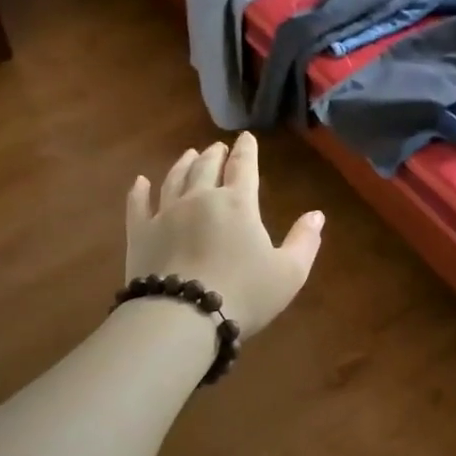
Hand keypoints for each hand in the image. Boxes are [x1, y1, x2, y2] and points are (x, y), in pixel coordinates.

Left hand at [125, 134, 324, 338]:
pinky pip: (138, 205)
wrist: (182, 317)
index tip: (246, 138)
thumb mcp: (289, 273)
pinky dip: (139, 191)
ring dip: (183, 164)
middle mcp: (200, 198)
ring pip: (174, 179)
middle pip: (207, 167)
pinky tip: (140, 182)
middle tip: (217, 147)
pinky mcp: (140, 233)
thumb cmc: (244, 294)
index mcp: (238, 204)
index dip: (247, 150)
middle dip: (215, 154)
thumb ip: (304, 241)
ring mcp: (166, 213)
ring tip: (189, 154)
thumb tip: (317, 215)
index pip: (244, 167)